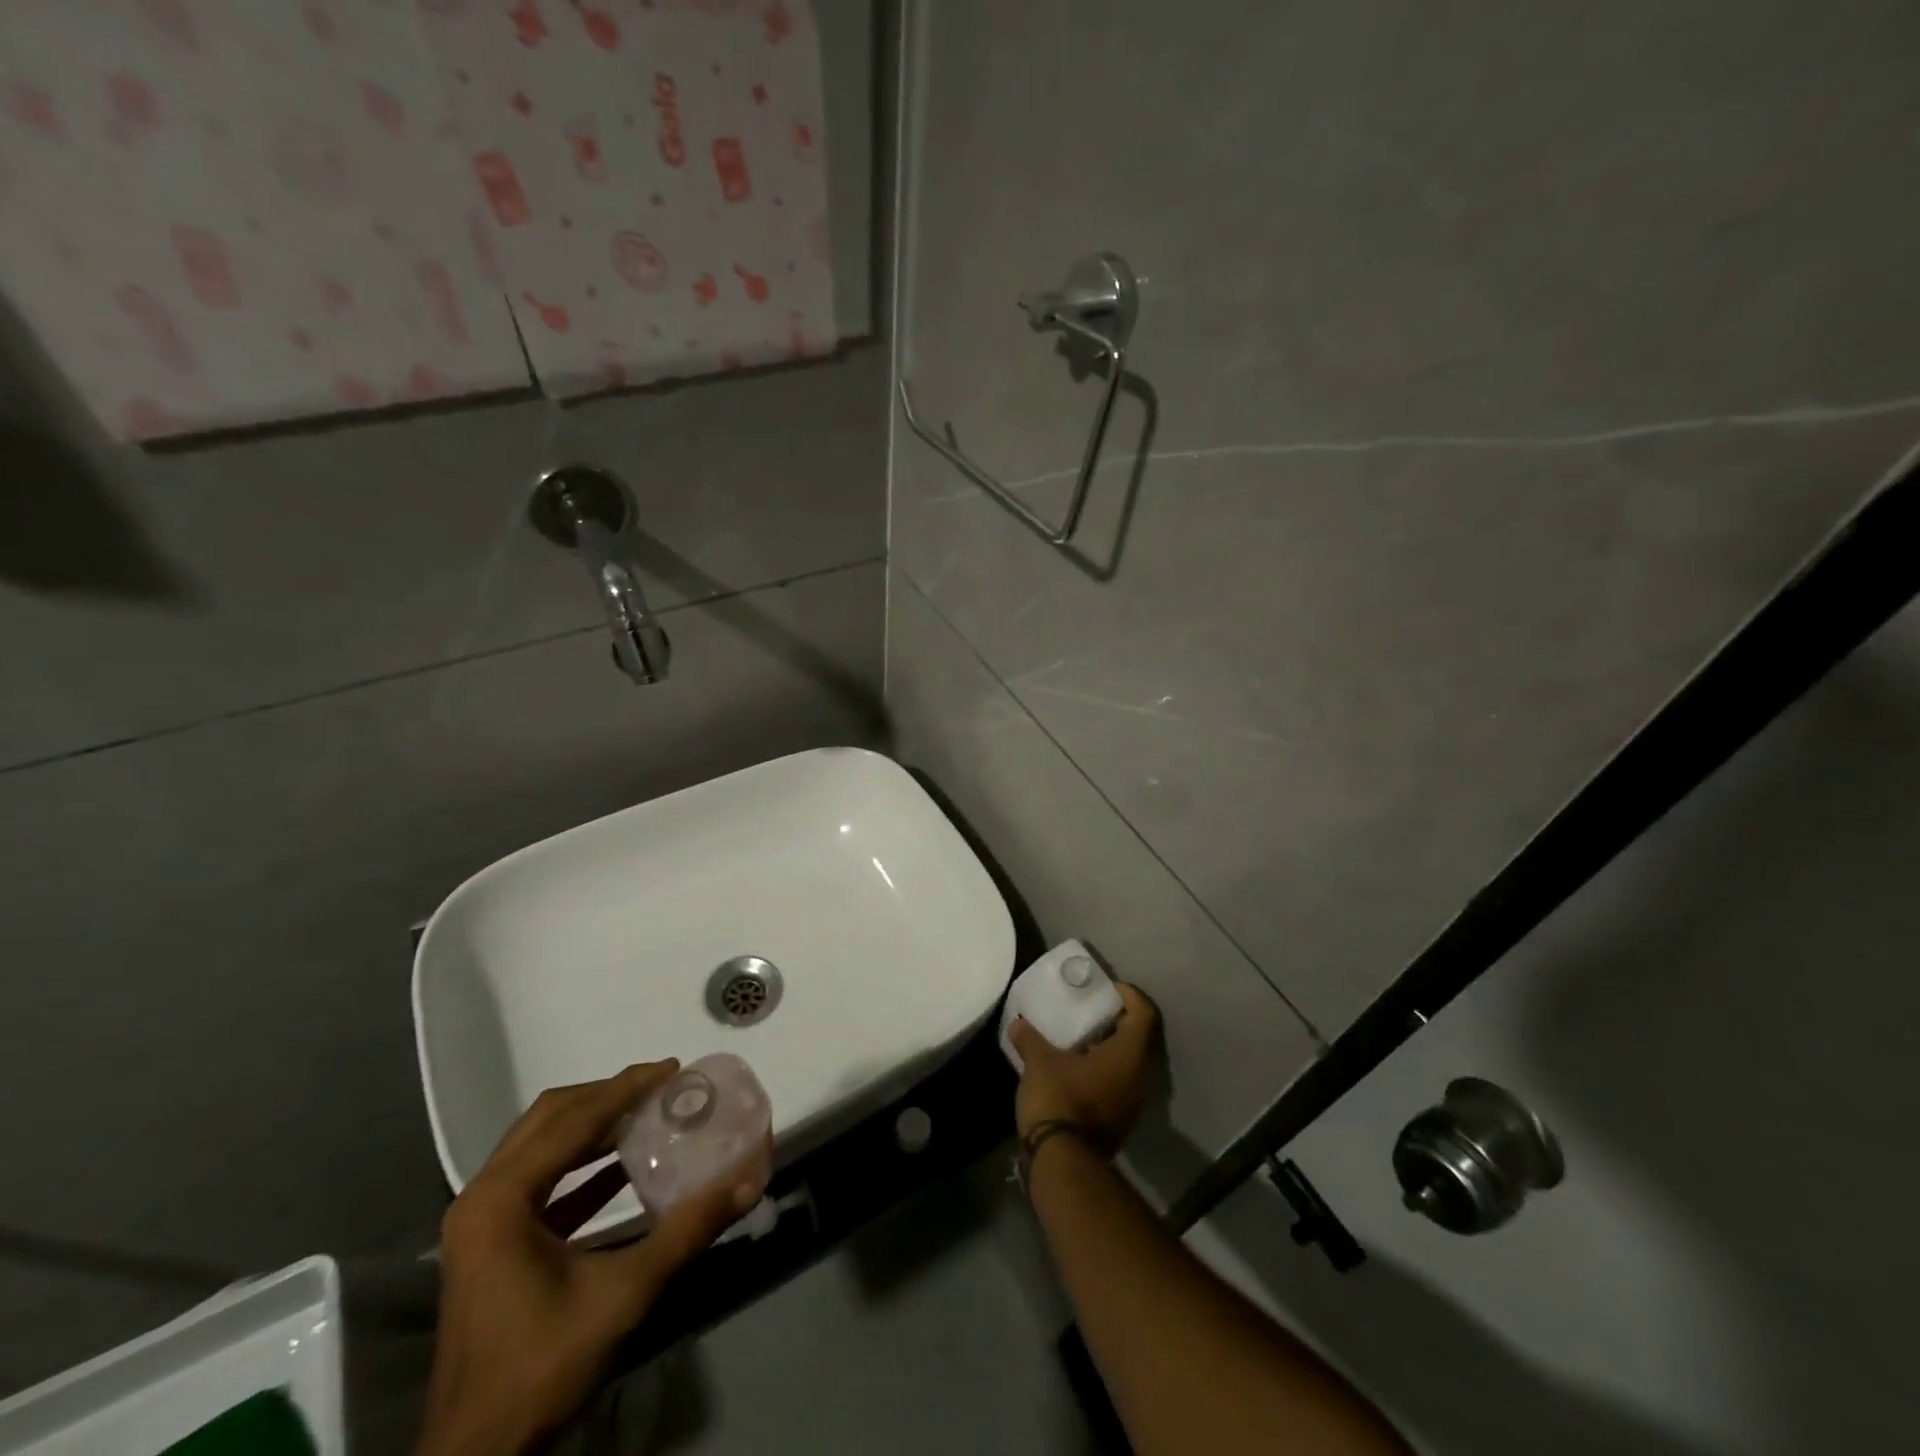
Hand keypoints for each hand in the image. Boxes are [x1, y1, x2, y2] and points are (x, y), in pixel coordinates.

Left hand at [414, 1062, 767, 1455]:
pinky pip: (539, 1179)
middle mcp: (483, 1197)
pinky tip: (623, 1163)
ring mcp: (481, 1222)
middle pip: (550, 1118)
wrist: (478, 1454)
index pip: (573, 1120)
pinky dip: (581, 1162)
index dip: (625, 1088)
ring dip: (593, 1124)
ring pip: (541, 1144)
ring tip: (646, 1111)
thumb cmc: (542, 1365)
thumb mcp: (624, 1294)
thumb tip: (747, 1182)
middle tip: (660, 1084)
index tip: (672, 1068)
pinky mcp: (491, 1245)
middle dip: (608, 1095)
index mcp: (501, 1199)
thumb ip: (687, 1231)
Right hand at [1009, 982, 1161, 1154]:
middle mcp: (1141, 1075)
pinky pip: (1123, 1081)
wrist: (1064, 1163)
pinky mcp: (1123, 1118)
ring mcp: (1135, 1100)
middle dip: (1120, 1019)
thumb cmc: (1059, 1100)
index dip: (1130, 995)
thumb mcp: (1040, 1062)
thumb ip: (1030, 1038)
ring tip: (1083, 1037)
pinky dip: (1108, 1067)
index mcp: (1129, 1054)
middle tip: (1094, 1009)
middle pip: (1142, 1036)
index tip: (1107, 989)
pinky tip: (1080, 1066)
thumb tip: (1018, 1023)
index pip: (1145, 1013)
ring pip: (1133, 1062)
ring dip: (1113, 1046)